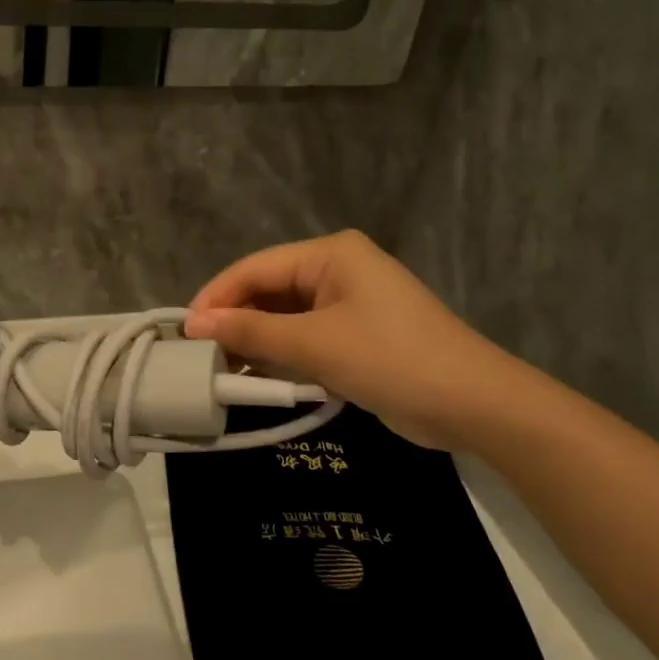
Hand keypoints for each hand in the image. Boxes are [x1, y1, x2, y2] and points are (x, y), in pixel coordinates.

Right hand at [185, 230, 519, 448]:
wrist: (475, 405)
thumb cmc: (392, 359)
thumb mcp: (315, 345)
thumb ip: (251, 332)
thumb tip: (192, 323)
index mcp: (330, 254)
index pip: (256, 268)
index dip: (217, 297)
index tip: (183, 331)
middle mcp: (337, 270)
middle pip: (269, 290)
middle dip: (235, 321)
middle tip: (198, 354)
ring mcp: (349, 303)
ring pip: (285, 317)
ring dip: (256, 341)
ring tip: (219, 369)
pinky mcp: (356, 335)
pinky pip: (305, 337)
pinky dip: (281, 355)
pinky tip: (256, 376)